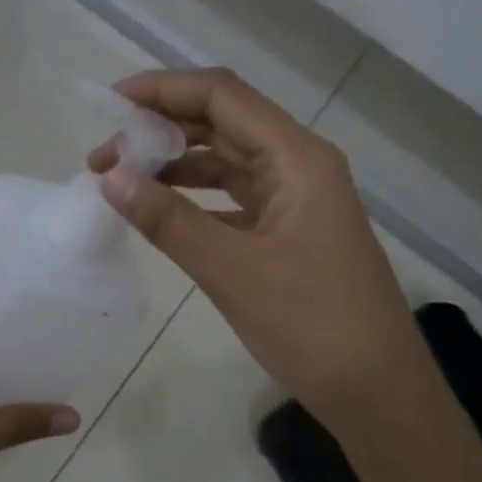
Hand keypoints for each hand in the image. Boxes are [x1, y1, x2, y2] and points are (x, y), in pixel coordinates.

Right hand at [90, 68, 425, 421]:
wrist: (377, 391)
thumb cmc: (313, 326)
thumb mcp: (233, 271)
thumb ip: (169, 221)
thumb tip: (109, 178)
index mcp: (297, 158)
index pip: (222, 97)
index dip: (163, 90)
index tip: (109, 107)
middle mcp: (300, 165)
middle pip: (224, 123)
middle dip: (161, 129)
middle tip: (103, 157)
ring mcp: (297, 200)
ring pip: (228, 161)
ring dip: (176, 164)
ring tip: (121, 182)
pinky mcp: (291, 232)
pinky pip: (235, 198)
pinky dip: (196, 198)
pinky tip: (161, 210)